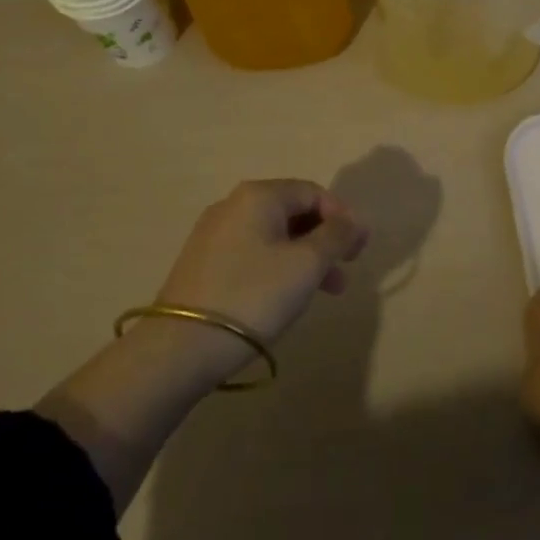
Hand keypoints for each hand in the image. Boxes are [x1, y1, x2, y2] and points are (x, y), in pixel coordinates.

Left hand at [156, 179, 368, 343]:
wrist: (181, 347)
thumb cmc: (254, 295)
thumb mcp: (307, 264)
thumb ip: (336, 236)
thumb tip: (355, 220)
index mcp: (259, 196)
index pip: (313, 192)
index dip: (342, 217)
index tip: (359, 250)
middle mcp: (233, 205)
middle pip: (293, 212)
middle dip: (325, 240)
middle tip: (345, 271)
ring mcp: (214, 234)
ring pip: (274, 236)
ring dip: (305, 258)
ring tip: (325, 292)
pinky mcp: (204, 264)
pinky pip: (253, 253)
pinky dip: (279, 267)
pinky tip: (286, 296)